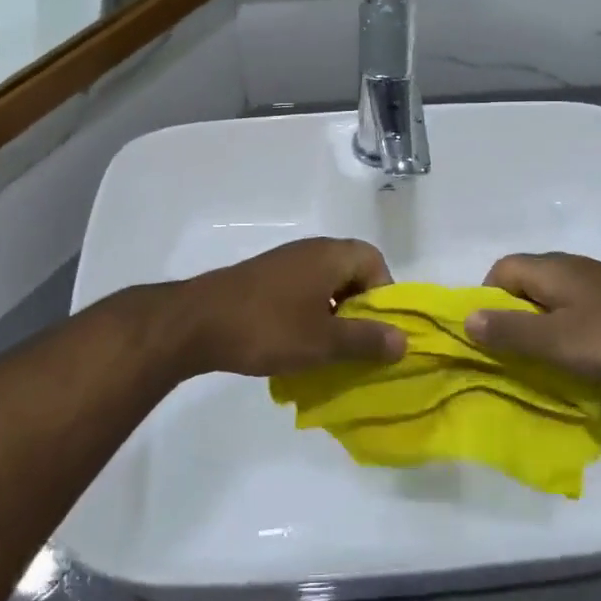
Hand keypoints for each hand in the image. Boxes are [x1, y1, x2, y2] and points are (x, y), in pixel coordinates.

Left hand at [176, 238, 405, 378]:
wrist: (197, 323)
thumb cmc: (269, 327)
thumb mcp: (324, 341)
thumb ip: (366, 340)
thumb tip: (403, 340)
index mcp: (330, 255)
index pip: (374, 262)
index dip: (384, 295)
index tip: (378, 330)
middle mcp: (310, 251)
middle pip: (351, 272)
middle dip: (360, 309)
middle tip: (357, 343)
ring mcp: (283, 264)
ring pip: (325, 285)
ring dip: (333, 314)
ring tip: (329, 349)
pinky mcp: (263, 280)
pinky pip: (300, 292)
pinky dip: (308, 315)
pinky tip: (297, 344)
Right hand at [466, 253, 600, 388]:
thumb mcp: (553, 340)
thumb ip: (509, 330)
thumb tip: (466, 319)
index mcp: (548, 268)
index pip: (500, 270)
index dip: (487, 298)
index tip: (491, 333)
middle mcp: (568, 266)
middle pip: (525, 284)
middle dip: (514, 316)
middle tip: (515, 351)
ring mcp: (595, 281)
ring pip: (552, 298)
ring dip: (542, 325)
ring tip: (546, 358)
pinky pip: (576, 309)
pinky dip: (568, 329)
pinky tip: (579, 355)